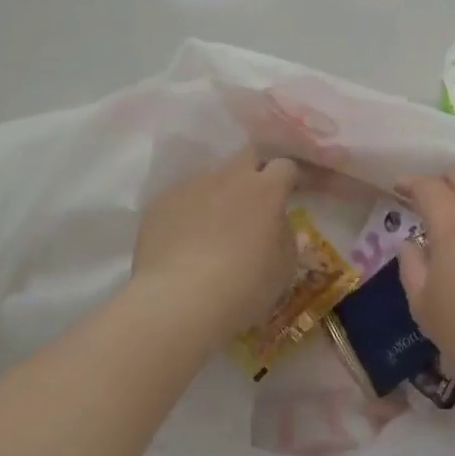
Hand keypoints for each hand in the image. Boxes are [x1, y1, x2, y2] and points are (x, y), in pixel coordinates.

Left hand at [130, 148, 299, 342]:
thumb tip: (276, 224)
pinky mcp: (160, 202)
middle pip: (248, 155)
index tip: (293, 191)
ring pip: (212, 179)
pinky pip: (182, 199)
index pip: (285, 165)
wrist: (178, 300)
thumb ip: (285, 236)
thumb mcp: (283, 268)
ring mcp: (191, 186)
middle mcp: (229, 177)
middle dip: (257, 169)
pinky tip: (184, 242)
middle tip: (257, 198)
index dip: (291, 176)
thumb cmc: (242, 287)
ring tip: (214, 228)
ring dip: (220, 195)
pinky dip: (189, 213)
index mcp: (265, 190)